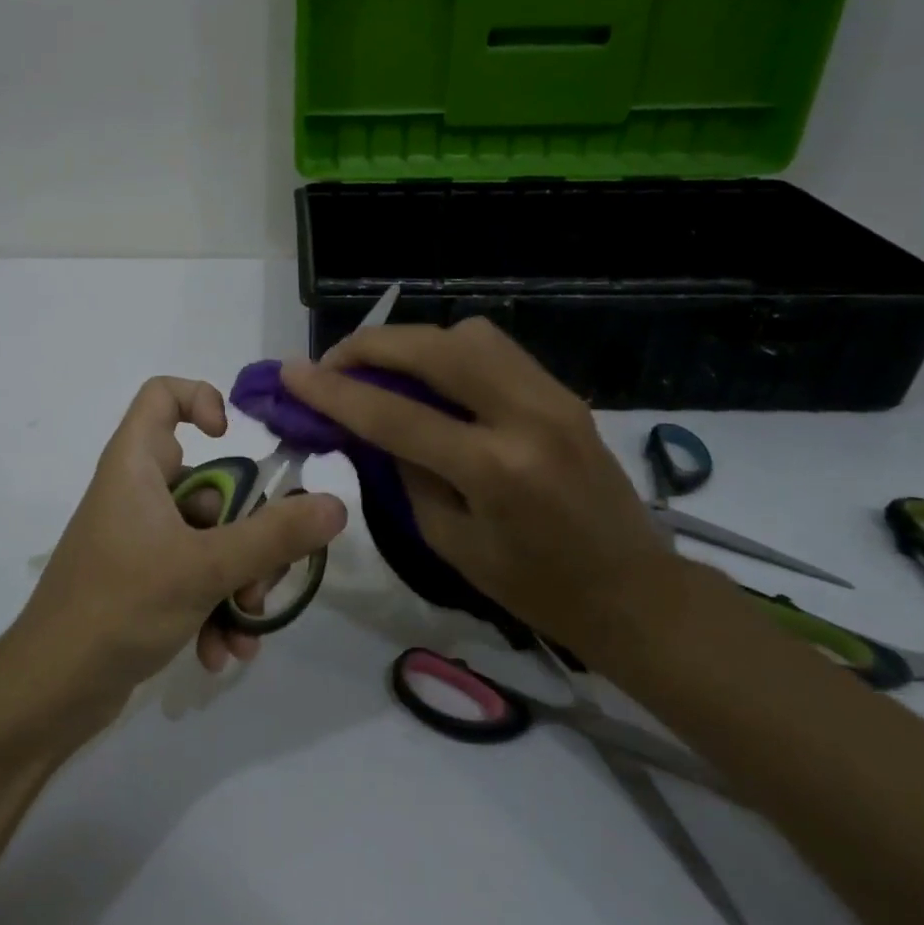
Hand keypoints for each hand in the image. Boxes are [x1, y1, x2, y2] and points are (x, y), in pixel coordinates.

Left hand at [18, 377, 346, 711]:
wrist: (49, 693)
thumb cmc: (119, 607)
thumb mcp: (204, 568)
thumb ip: (273, 537)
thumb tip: (335, 504)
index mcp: (136, 466)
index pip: (160, 396)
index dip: (200, 400)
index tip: (234, 439)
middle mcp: (137, 494)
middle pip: (211, 486)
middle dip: (247, 537)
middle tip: (263, 577)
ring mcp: (139, 540)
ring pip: (209, 540)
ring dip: (236, 584)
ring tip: (244, 628)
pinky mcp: (141, 582)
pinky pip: (192, 578)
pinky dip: (212, 609)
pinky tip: (222, 655)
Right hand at [279, 320, 676, 659]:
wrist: (632, 590)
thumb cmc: (533, 586)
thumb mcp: (449, 540)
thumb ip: (406, 471)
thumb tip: (370, 421)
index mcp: (493, 469)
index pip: (394, 413)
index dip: (333, 390)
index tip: (291, 372)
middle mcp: (526, 415)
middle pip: (433, 349)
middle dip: (370, 346)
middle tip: (333, 363)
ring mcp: (552, 395)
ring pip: (467, 333)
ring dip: (413, 342)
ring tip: (381, 367)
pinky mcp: (563, 391)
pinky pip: (495, 348)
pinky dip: (449, 350)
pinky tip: (431, 375)